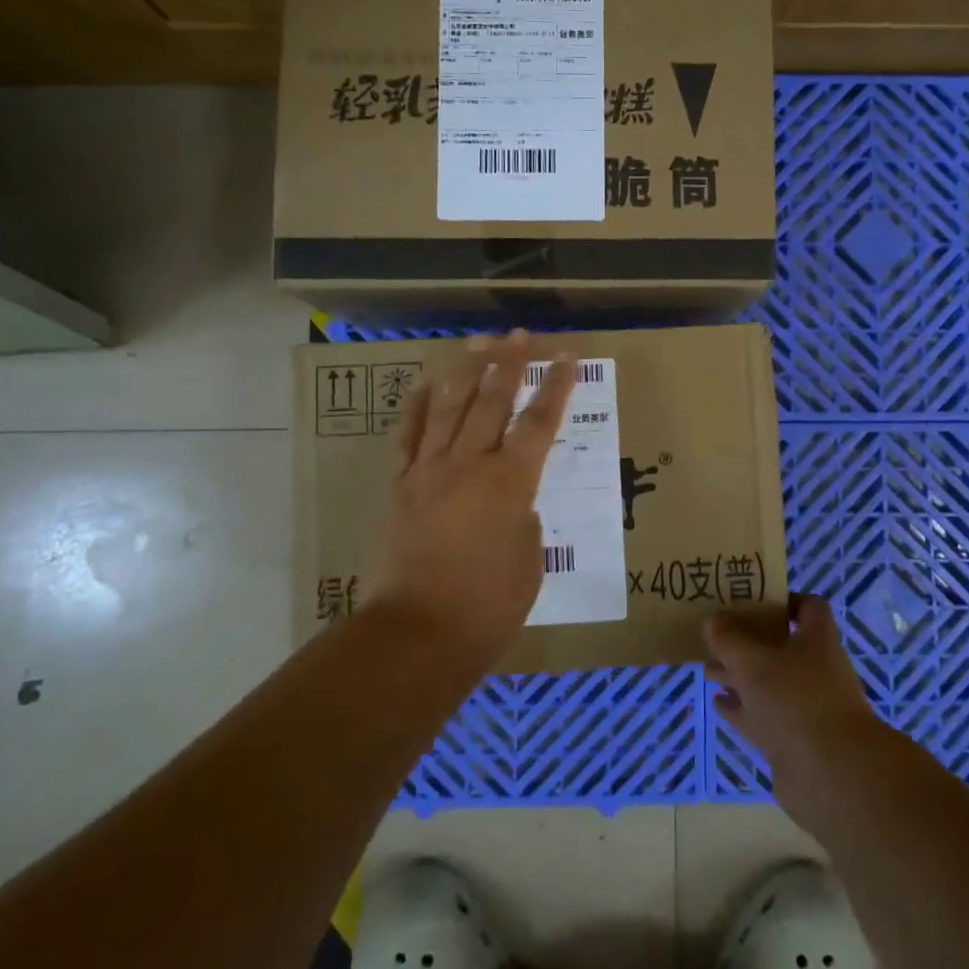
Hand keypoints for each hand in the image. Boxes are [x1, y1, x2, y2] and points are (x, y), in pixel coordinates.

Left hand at [372, 331, 577, 663]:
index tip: (568, 358)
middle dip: (509, 364)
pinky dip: (417, 407)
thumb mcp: (530, 560)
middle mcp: (469, 464)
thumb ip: (525, 520)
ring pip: (449, 407)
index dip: (557, 387)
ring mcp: (429, 471)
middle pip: (491, 401)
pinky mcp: (401, 486)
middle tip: (519, 336)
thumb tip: (513, 502)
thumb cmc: (489, 606)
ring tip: (478, 343)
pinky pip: (408, 436)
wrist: (418, 632)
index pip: (539, 422)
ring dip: (465, 372)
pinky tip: (426, 384)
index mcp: (510, 482)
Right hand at [704, 595, 884, 819]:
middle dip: (747, 641)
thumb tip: (713, 620)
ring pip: (768, 683)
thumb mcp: (754, 663)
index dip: (783, 600)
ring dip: (739, 676)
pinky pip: (763, 716)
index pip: (808, 607)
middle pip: (780, 646)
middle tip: (715, 636)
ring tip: (707, 669)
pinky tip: (717, 702)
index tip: (751, 600)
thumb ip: (729, 640)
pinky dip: (741, 708)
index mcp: (817, 641)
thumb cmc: (796, 702)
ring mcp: (805, 707)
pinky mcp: (794, 740)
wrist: (832, 777)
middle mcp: (815, 670)